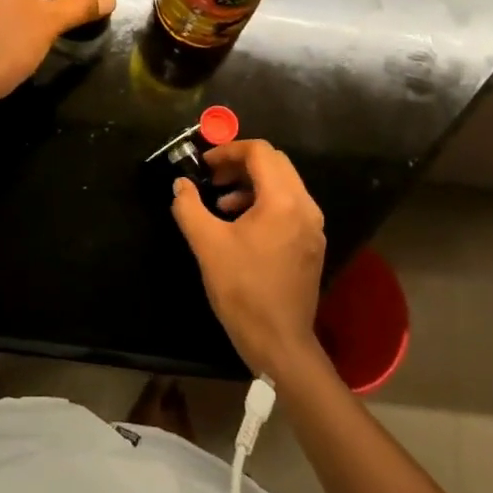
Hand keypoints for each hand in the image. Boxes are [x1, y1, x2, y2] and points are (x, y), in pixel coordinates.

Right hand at [171, 139, 326, 380]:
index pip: (260, 152)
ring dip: (251, 183)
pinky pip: (289, 205)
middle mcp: (305, 206)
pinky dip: (264, 202)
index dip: (228, 150)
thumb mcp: (206, 244)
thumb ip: (189, 206)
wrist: (278, 342)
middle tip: (211, 178)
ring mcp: (313, 226)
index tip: (203, 164)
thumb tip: (180, 184)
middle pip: (275, 163)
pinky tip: (240, 225)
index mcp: (283, 201)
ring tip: (221, 203)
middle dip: (240, 164)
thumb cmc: (242, 289)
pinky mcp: (311, 244)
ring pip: (283, 184)